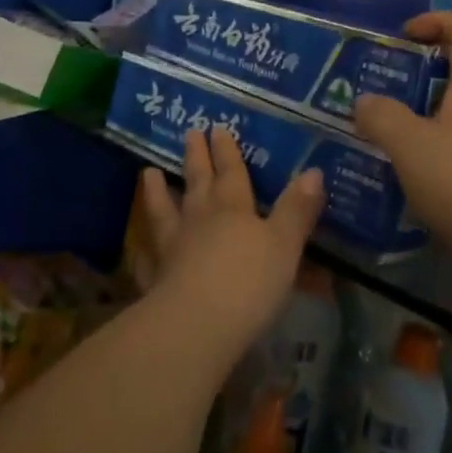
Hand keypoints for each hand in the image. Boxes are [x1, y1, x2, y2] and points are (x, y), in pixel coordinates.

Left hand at [134, 127, 323, 360]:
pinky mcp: (156, 281)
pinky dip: (142, 251)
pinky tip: (138, 248)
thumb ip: (297, 210)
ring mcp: (173, 249)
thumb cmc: (249, 282)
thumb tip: (313, 171)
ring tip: (148, 172)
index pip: (231, 173)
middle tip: (189, 132)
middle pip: (198, 183)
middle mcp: (200, 220)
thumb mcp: (284, 245)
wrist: (197, 325)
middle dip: (196, 158)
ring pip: (164, 212)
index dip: (227, 151)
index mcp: (233, 209)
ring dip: (157, 192)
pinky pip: (147, 260)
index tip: (216, 128)